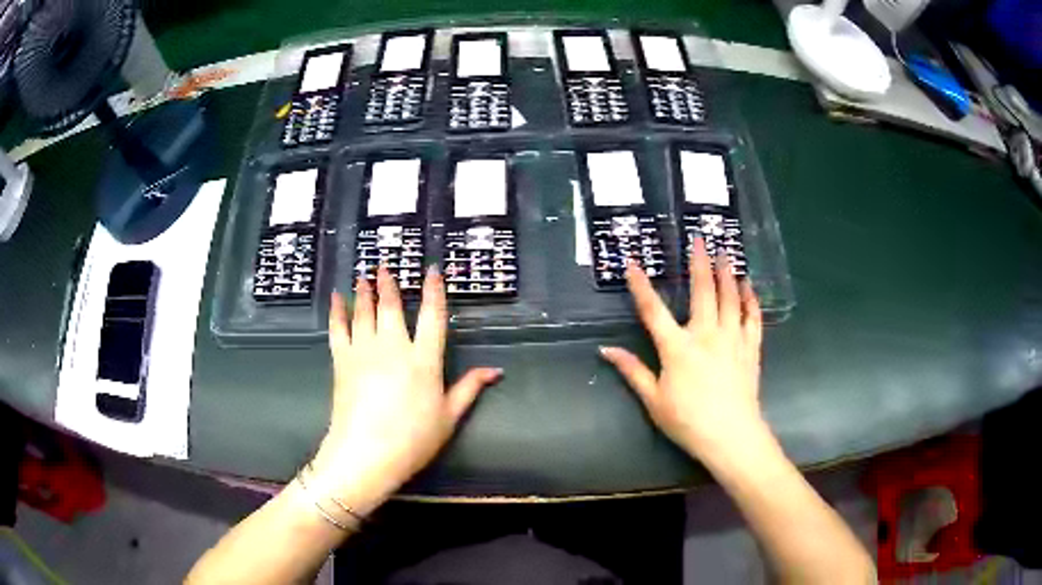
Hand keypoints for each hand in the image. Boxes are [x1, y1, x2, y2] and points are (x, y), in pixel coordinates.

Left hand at [309, 266, 501, 513]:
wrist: (366, 454)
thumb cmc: (413, 439)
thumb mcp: (449, 417)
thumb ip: (470, 389)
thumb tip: (496, 370)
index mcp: (424, 360)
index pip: (432, 316)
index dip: (433, 290)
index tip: (431, 269)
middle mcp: (394, 347)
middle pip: (391, 306)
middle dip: (389, 283)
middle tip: (385, 264)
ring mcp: (365, 351)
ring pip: (364, 311)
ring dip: (364, 291)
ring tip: (364, 274)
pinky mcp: (342, 361)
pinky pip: (339, 328)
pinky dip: (337, 311)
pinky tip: (336, 297)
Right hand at [600, 239, 763, 459]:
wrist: (731, 436)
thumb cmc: (688, 421)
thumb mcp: (653, 401)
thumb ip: (632, 372)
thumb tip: (606, 350)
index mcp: (677, 348)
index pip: (653, 311)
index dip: (641, 286)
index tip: (633, 264)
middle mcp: (705, 335)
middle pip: (702, 292)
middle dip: (699, 263)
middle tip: (699, 240)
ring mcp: (732, 339)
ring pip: (730, 298)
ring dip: (727, 274)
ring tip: (725, 254)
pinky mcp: (751, 348)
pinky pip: (752, 318)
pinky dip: (750, 300)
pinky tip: (748, 287)